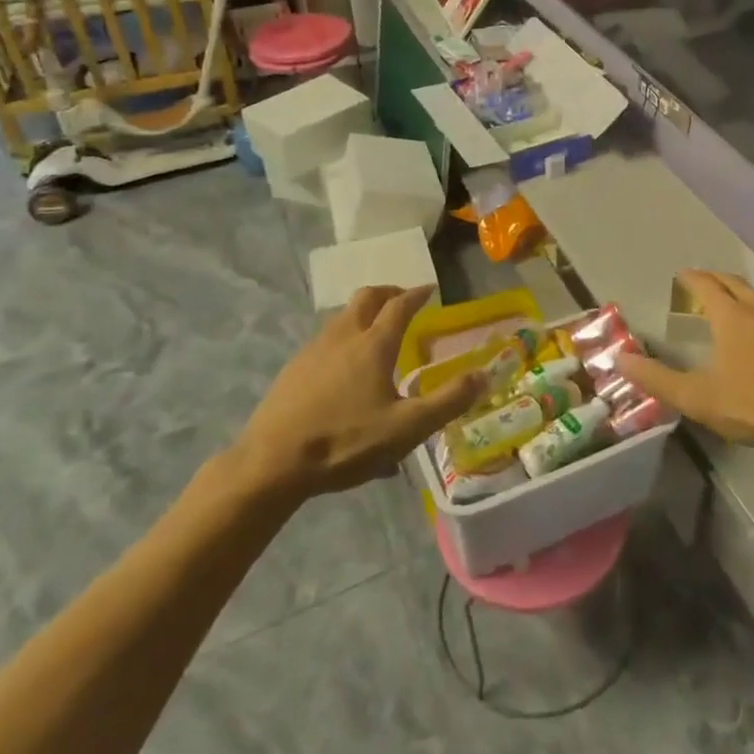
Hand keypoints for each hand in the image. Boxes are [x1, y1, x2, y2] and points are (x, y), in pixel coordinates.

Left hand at [228, 286, 480, 499]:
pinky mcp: (293, 369)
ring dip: (364, 314)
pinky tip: (344, 369)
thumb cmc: (345, 442)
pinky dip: (344, 337)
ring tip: (376, 333)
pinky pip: (326, 339)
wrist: (270, 464)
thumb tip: (484, 375)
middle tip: (403, 301)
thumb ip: (449, 401)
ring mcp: (313, 350)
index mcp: (373, 344)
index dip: (417, 294)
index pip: (400, 305)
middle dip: (388, 293)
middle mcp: (343, 336)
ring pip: (343, 317)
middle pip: (367, 298)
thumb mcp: (407, 428)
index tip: (430, 289)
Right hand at [617, 271, 753, 449]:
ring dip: (743, 293)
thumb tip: (619, 359)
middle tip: (703, 283)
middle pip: (734, 283)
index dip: (692, 278)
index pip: (706, 285)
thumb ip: (658, 379)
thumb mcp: (700, 398)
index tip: (682, 275)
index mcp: (731, 315)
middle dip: (715, 280)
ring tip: (734, 302)